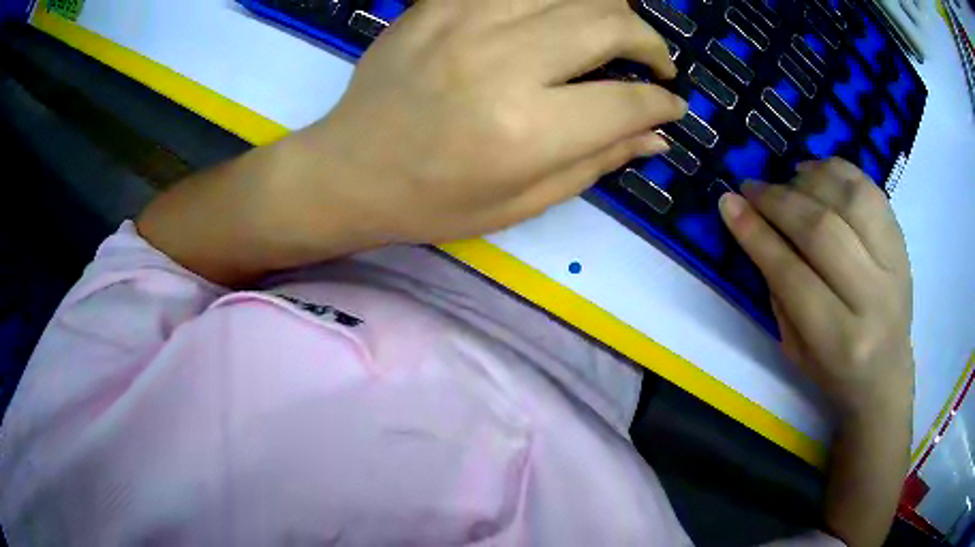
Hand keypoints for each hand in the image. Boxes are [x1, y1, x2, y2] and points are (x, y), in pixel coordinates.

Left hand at [284, 0, 685, 244]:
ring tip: (613, 30)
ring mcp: (467, 22)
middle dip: (650, 43)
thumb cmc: (431, 202)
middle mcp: (503, 62)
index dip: (663, 103)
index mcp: (525, 130)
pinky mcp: (440, 5)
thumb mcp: (520, 203)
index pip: (627, 101)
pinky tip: (557, 14)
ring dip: (607, 6)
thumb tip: (655, 137)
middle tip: (653, 63)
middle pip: (609, 23)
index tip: (672, 106)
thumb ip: (595, 163)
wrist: (348, 170)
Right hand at [718, 158, 913, 419]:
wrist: (887, 373)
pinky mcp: (902, 241)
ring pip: (848, 200)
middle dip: (778, 201)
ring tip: (787, 180)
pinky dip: (838, 170)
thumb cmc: (835, 370)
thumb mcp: (795, 349)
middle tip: (751, 188)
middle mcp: (872, 298)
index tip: (728, 204)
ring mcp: (894, 264)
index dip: (757, 235)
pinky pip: (870, 189)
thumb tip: (755, 227)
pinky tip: (816, 172)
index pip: (793, 276)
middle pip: (822, 231)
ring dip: (808, 181)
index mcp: (840, 340)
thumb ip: (779, 292)